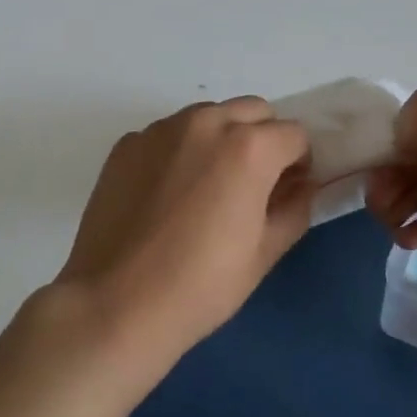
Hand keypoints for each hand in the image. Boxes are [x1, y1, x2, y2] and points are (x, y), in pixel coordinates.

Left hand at [50, 98, 313, 361]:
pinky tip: (167, 195)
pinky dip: (181, 150)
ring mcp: (161, 130)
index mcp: (249, 147)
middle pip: (253, 112)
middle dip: (264, 139)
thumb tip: (302, 185)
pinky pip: (169, 134)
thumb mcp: (264, 253)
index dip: (299, 163)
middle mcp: (206, 123)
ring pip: (209, 116)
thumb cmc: (201, 286)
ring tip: (207, 187)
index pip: (295, 135)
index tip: (288, 191)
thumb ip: (295, 207)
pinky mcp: (127, 144)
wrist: (115, 305)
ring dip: (222, 138)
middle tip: (252, 185)